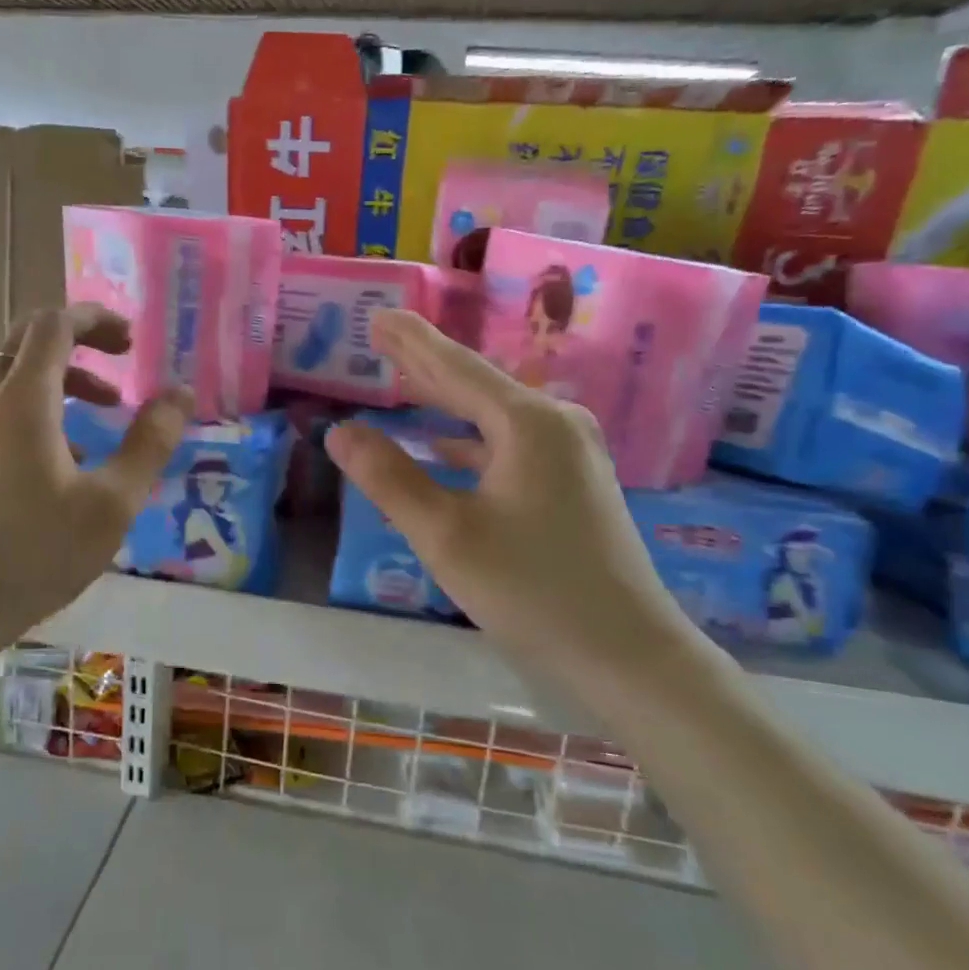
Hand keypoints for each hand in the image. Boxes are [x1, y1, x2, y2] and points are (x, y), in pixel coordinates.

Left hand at [0, 305, 190, 639]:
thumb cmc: (38, 554)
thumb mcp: (112, 502)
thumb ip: (149, 442)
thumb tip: (180, 394)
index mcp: (23, 402)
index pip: (54, 325)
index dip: (96, 319)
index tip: (132, 341)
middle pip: (27, 340)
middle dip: (79, 340)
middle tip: (120, 362)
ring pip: (12, 375)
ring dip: (61, 377)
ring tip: (103, 411)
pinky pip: (0, 408)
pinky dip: (38, 407)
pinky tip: (66, 456)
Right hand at [325, 310, 703, 694]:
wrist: (629, 655)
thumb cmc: (532, 591)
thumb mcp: (446, 535)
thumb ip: (390, 478)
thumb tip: (339, 431)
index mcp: (527, 423)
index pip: (454, 368)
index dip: (411, 341)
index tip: (378, 315)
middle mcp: (555, 424)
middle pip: (476, 385)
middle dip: (426, 363)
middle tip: (384, 336)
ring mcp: (572, 454)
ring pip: (493, 416)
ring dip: (447, 402)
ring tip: (406, 383)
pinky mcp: (575, 484)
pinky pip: (510, 445)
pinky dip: (471, 440)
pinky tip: (447, 446)